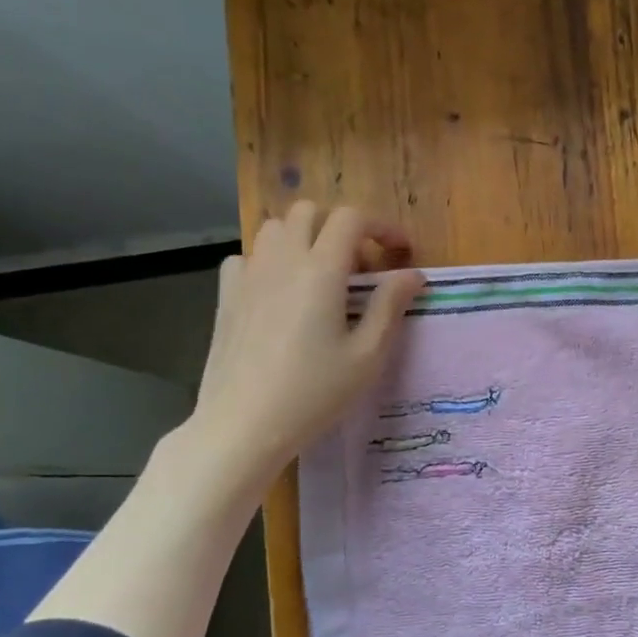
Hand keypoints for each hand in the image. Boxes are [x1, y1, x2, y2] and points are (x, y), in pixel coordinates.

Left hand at [170, 201, 424, 511]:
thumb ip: (389, 306)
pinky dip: (268, 261)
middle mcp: (283, 260)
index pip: (351, 218)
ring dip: (303, 238)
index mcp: (322, 270)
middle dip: (340, 227)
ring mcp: (248, 275)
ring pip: (275, 228)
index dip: (381, 226)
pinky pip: (246, 257)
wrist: (243, 425)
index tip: (399, 251)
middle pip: (309, 211)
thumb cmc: (314, 393)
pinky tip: (279, 292)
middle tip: (359, 267)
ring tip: (320, 276)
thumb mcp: (367, 356)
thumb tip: (412, 275)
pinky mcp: (225, 295)